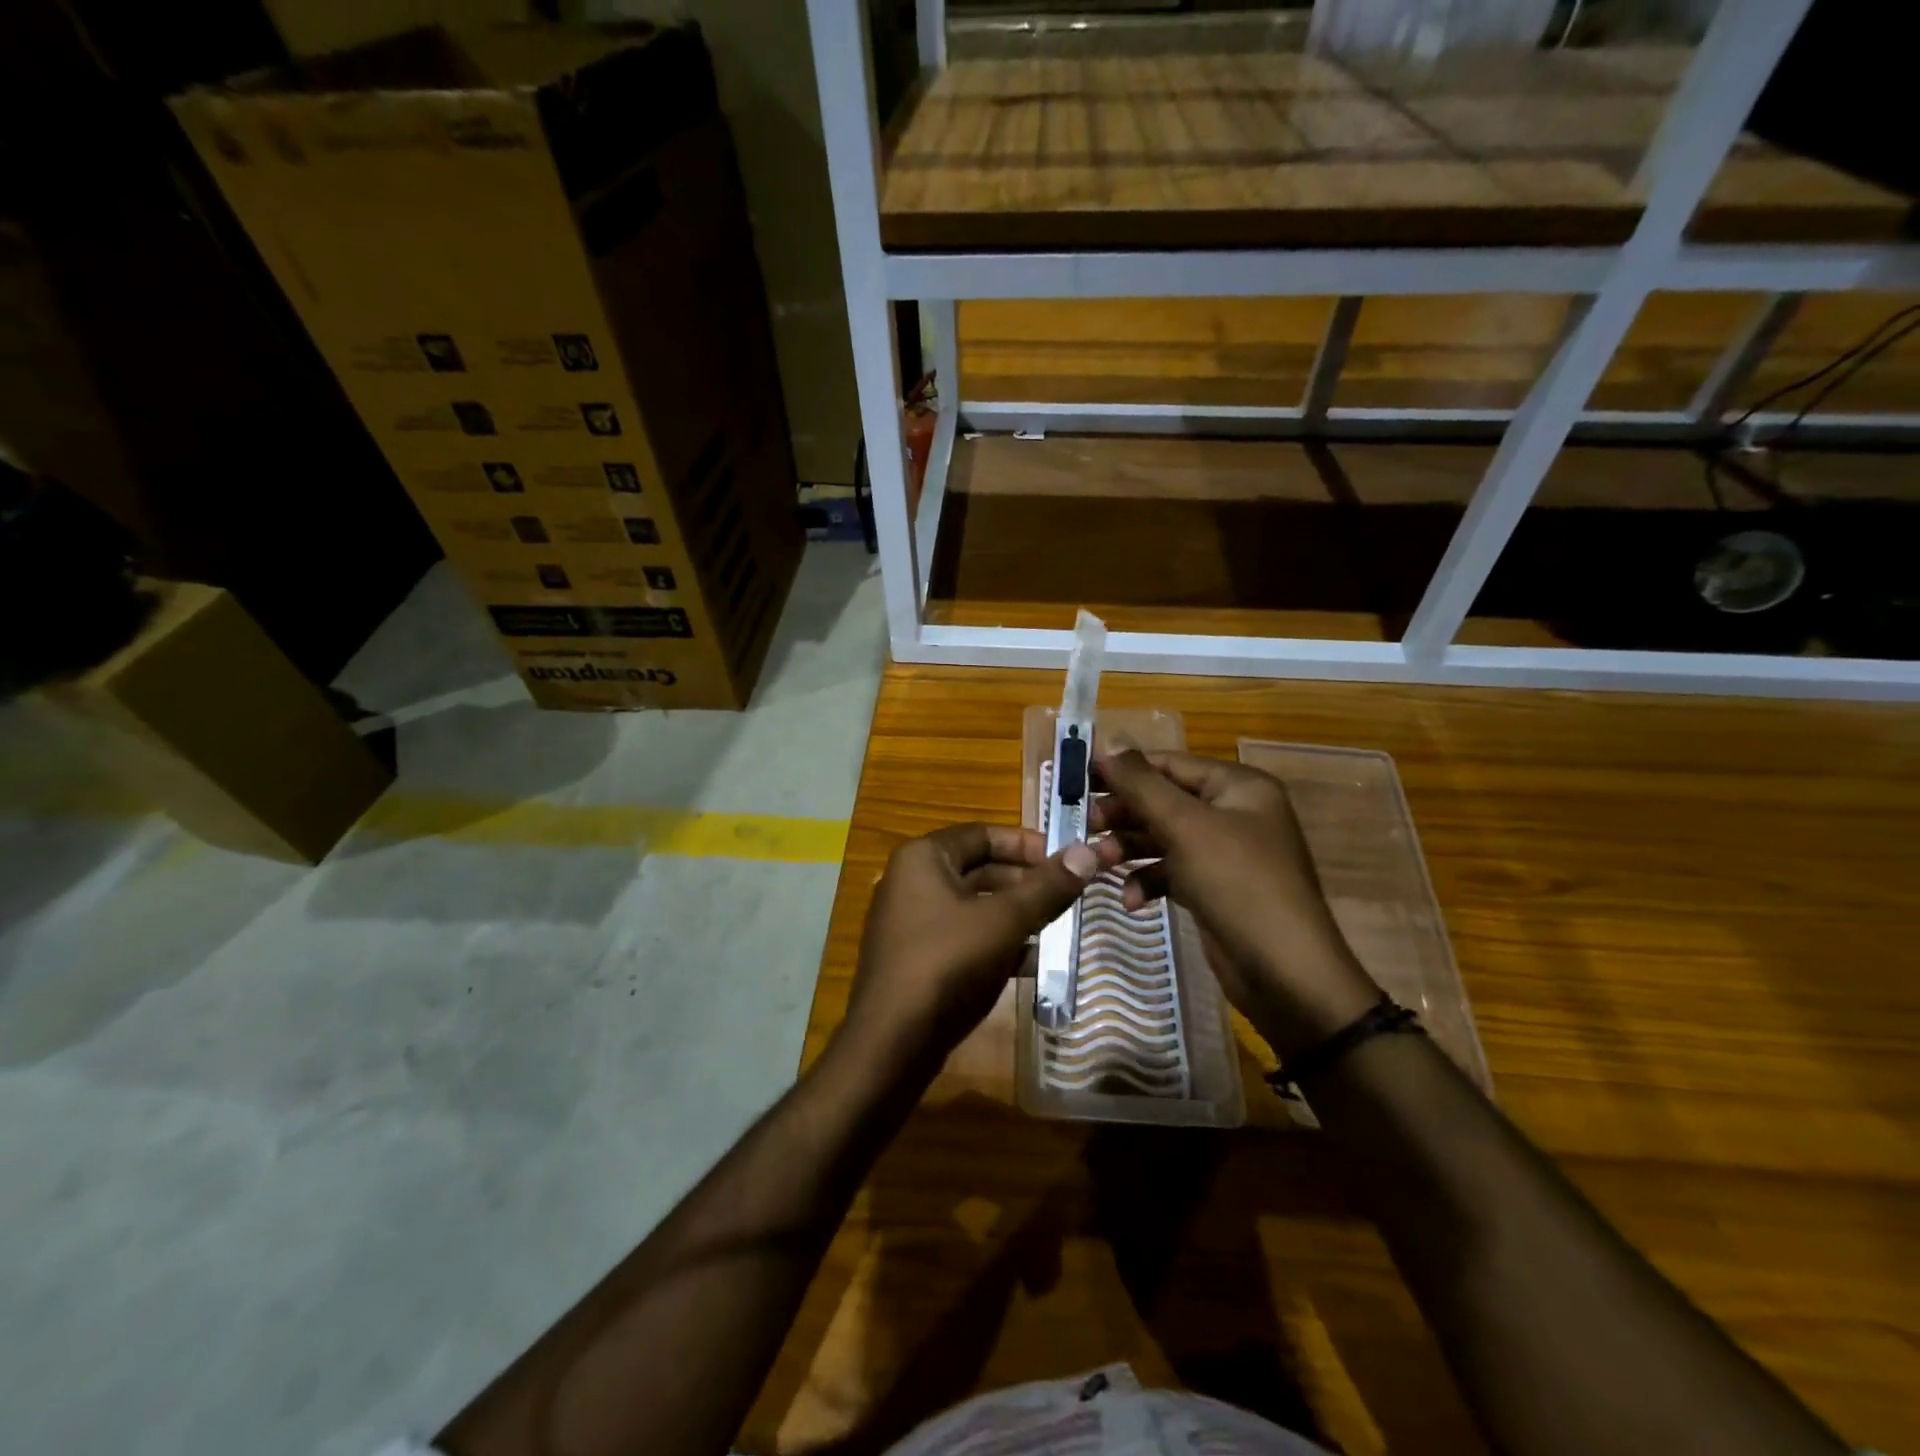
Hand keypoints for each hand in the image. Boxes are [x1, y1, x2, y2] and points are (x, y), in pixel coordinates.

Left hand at [847, 823, 1121, 1066]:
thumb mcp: (1005, 921)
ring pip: (974, 905)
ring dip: (1015, 913)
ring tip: (1058, 925)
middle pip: (979, 868)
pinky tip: (1032, 960)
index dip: (1027, 843)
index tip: (1066, 859)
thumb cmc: (948, 963)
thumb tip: (1088, 852)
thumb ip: (1047, 887)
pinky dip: (995, 940)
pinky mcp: (917, 957)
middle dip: (1025, 881)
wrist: (892, 1042)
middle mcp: (912, 881)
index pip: (983, 834)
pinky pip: (963, 935)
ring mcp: (911, 921)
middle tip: (1068, 895)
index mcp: (924, 857)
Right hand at [1091, 750, 1379, 1057]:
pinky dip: (1149, 880)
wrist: (1285, 973)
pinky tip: (1132, 900)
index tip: (1078, 779)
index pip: (1170, 764)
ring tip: (1098, 863)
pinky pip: (1172, 871)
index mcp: (1238, 786)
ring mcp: (1225, 853)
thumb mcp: (1186, 827)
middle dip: (1124, 814)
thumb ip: (1143, 783)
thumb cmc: (1238, 883)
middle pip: (1163, 801)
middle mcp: (1233, 813)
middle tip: (1084, 825)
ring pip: (1163, 837)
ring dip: (1129, 849)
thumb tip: (1109, 740)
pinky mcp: (1214, 888)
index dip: (1124, 769)